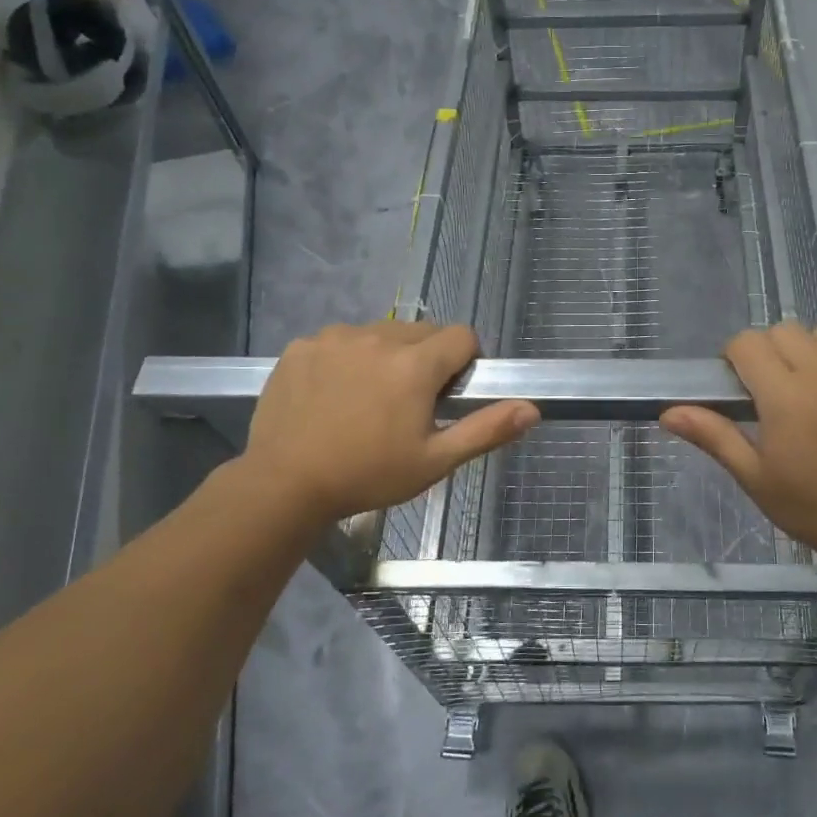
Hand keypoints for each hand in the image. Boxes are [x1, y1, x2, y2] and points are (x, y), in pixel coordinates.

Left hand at [236, 321, 537, 527]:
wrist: (284, 485)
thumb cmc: (368, 475)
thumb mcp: (434, 461)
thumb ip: (486, 430)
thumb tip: (532, 408)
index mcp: (415, 364)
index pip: (462, 336)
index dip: (465, 363)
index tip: (448, 395)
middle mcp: (378, 337)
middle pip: (422, 331)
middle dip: (426, 359)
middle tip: (408, 403)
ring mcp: (335, 338)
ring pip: (381, 333)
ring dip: (387, 355)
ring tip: (368, 400)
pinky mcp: (302, 346)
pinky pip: (340, 340)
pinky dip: (346, 358)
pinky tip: (333, 395)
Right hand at [660, 322, 816, 583]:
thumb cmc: (814, 509)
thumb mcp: (756, 477)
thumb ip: (714, 436)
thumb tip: (668, 412)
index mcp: (785, 396)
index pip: (747, 343)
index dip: (737, 358)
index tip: (742, 385)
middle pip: (786, 331)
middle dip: (772, 352)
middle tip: (778, 390)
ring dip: (816, 351)